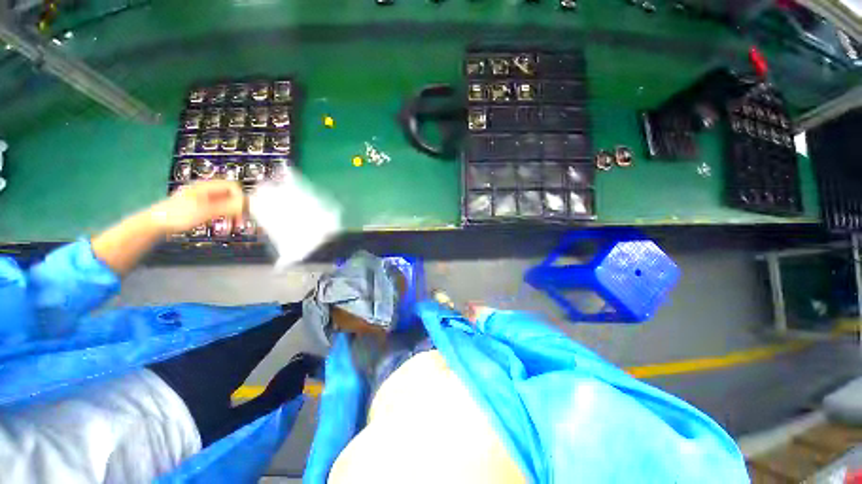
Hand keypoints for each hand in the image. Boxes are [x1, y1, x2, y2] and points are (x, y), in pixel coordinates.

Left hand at [148, 180, 244, 233]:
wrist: (155, 223)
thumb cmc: (178, 216)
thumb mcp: (205, 212)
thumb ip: (226, 207)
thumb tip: (245, 204)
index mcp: (207, 186)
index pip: (233, 186)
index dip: (240, 197)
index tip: (243, 211)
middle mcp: (206, 190)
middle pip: (230, 194)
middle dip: (238, 207)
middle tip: (241, 220)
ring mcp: (202, 198)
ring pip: (225, 202)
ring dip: (232, 212)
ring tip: (233, 224)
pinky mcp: (199, 206)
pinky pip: (218, 207)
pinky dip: (223, 214)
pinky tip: (222, 223)